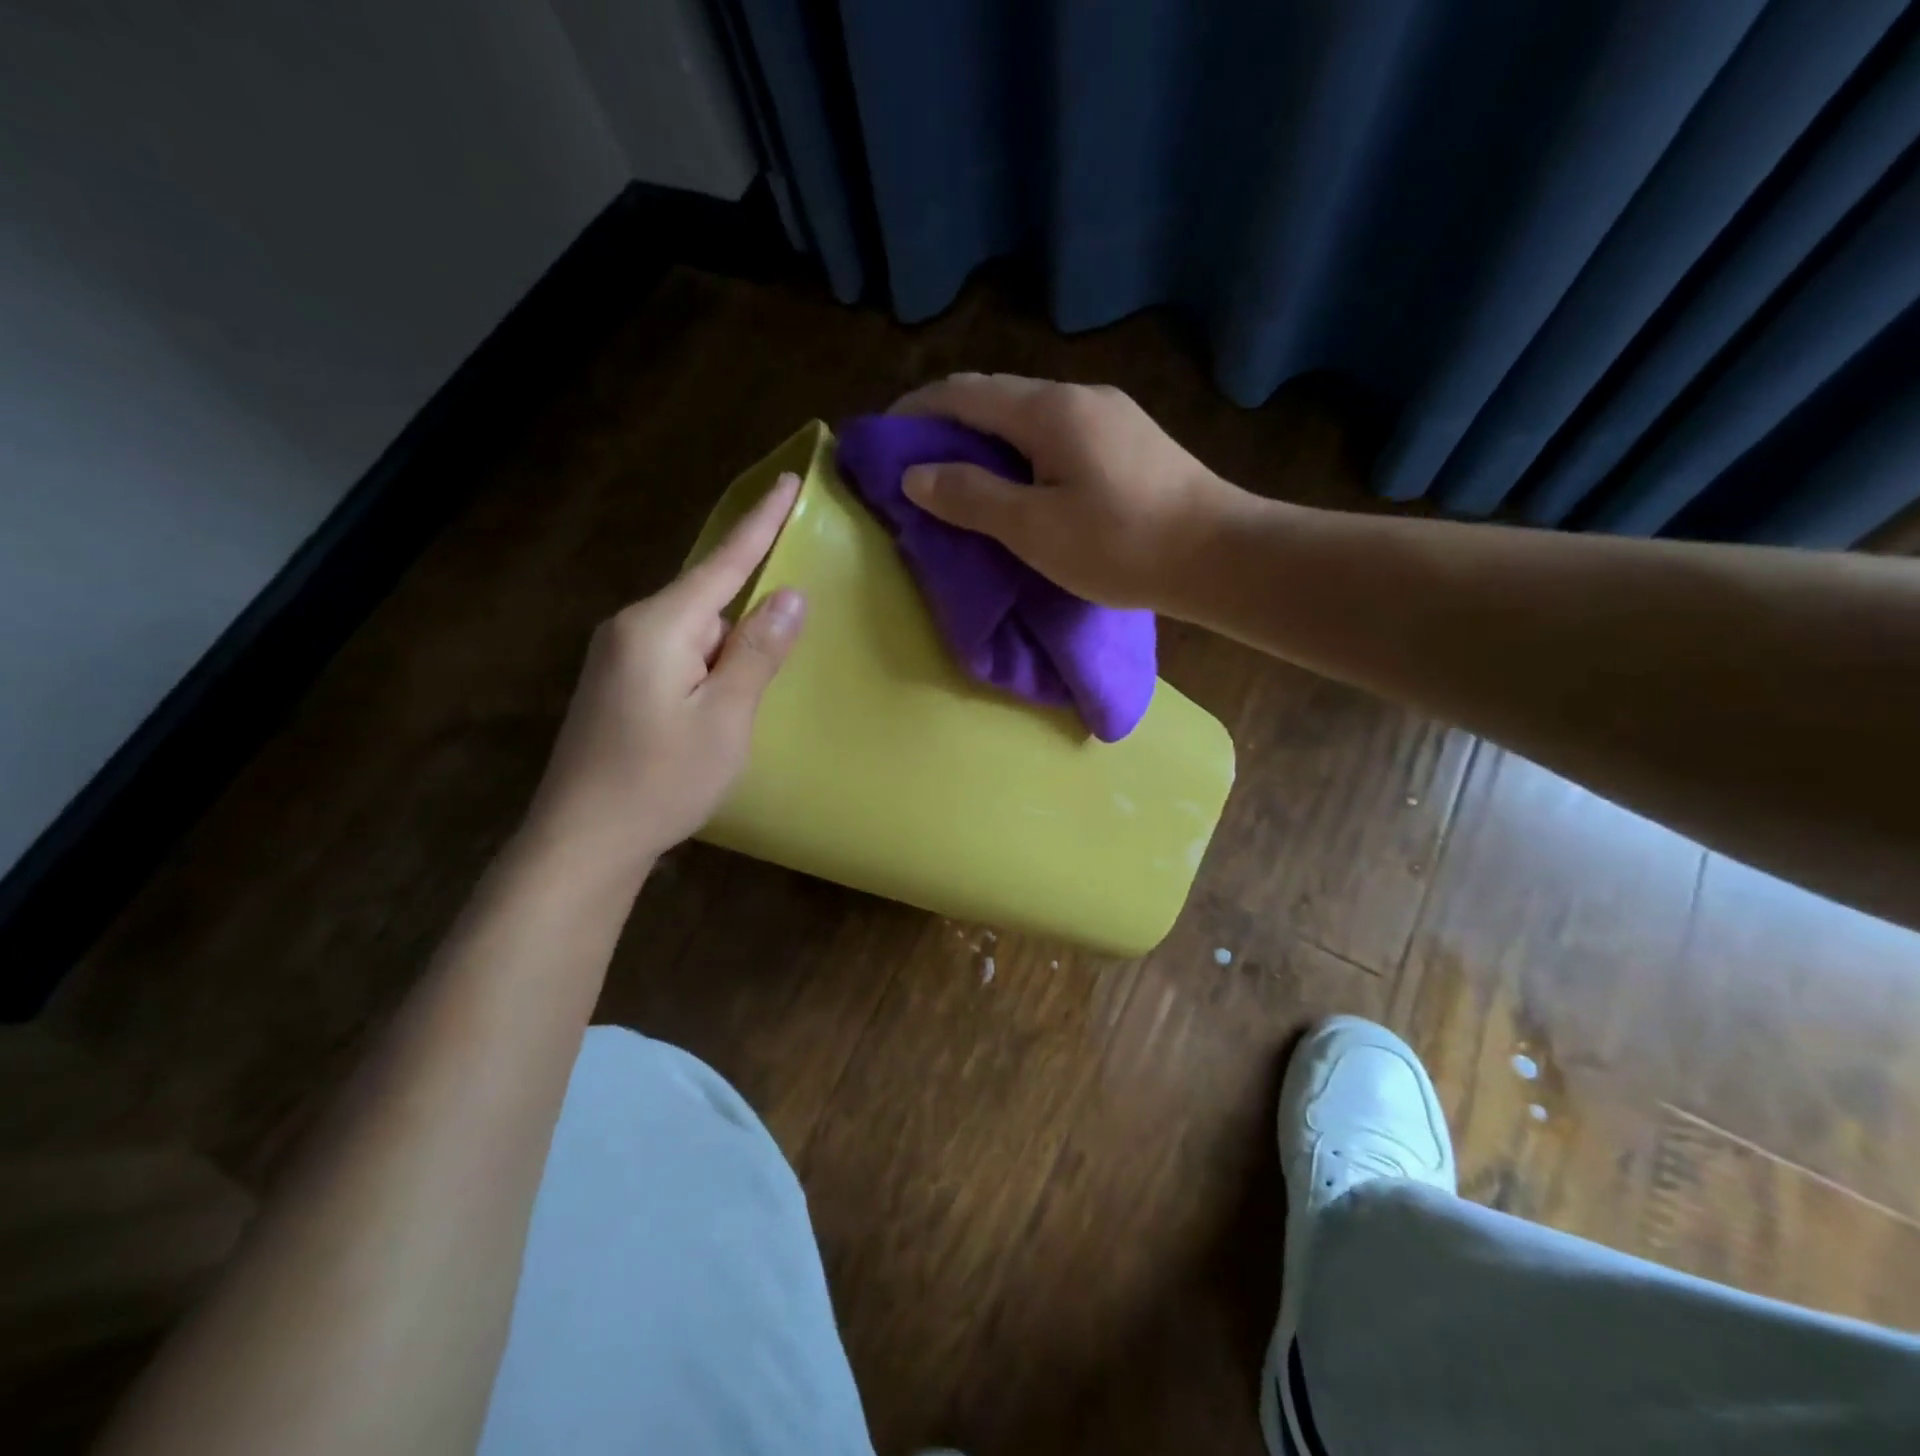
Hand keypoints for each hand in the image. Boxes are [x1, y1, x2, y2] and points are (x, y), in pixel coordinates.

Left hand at [522, 473, 805, 881]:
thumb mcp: (726, 718)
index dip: (761, 523)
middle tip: (787, 616)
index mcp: (659, 626)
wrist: (583, 840)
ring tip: (754, 675)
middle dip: (749, 603)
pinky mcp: (616, 683)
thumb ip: (758, 652)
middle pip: (707, 597)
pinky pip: (676, 652)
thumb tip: (790, 595)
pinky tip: (720, 693)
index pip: (723, 563)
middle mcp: (632, 627)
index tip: (787, 481)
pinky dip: (708, 660)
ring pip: (692, 629)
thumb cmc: (662, 780)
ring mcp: (617, 655)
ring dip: (729, 642)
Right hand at [891, 373, 1240, 611]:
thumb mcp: (1033, 528)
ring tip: (965, 477)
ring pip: (1028, 415)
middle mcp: (1078, 395)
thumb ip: (970, 497)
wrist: (1219, 556)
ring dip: (988, 438)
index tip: (884, 438)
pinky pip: (1057, 433)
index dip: (916, 410)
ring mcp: (1111, 414)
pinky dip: (1022, 451)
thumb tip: (916, 474)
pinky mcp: (1130, 440)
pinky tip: (1023, 482)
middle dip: (949, 422)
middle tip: (919, 463)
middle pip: (996, 396)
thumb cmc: (1120, 545)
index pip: (963, 392)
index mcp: (1048, 410)